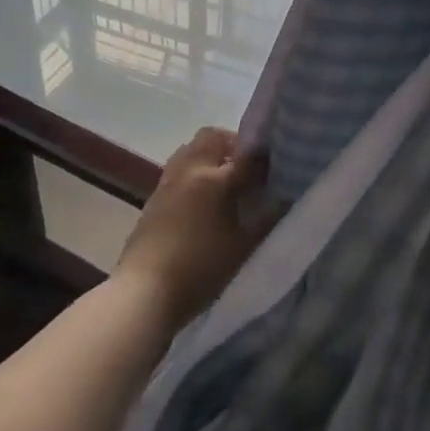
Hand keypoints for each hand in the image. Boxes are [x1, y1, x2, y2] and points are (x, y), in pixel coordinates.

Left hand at [117, 128, 277, 328]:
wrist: (143, 292)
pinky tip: (203, 199)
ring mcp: (167, 182)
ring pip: (191, 150)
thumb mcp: (243, 247)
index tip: (280, 165)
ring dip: (210, 155)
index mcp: (215, 179)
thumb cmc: (200, 269)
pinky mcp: (153, 198)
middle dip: (234, 144)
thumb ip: (268, 219)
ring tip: (226, 181)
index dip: (267, 157)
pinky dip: (194, 172)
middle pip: (212, 137)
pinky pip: (177, 169)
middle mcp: (190, 170)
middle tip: (249, 168)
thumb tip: (285, 199)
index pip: (248, 155)